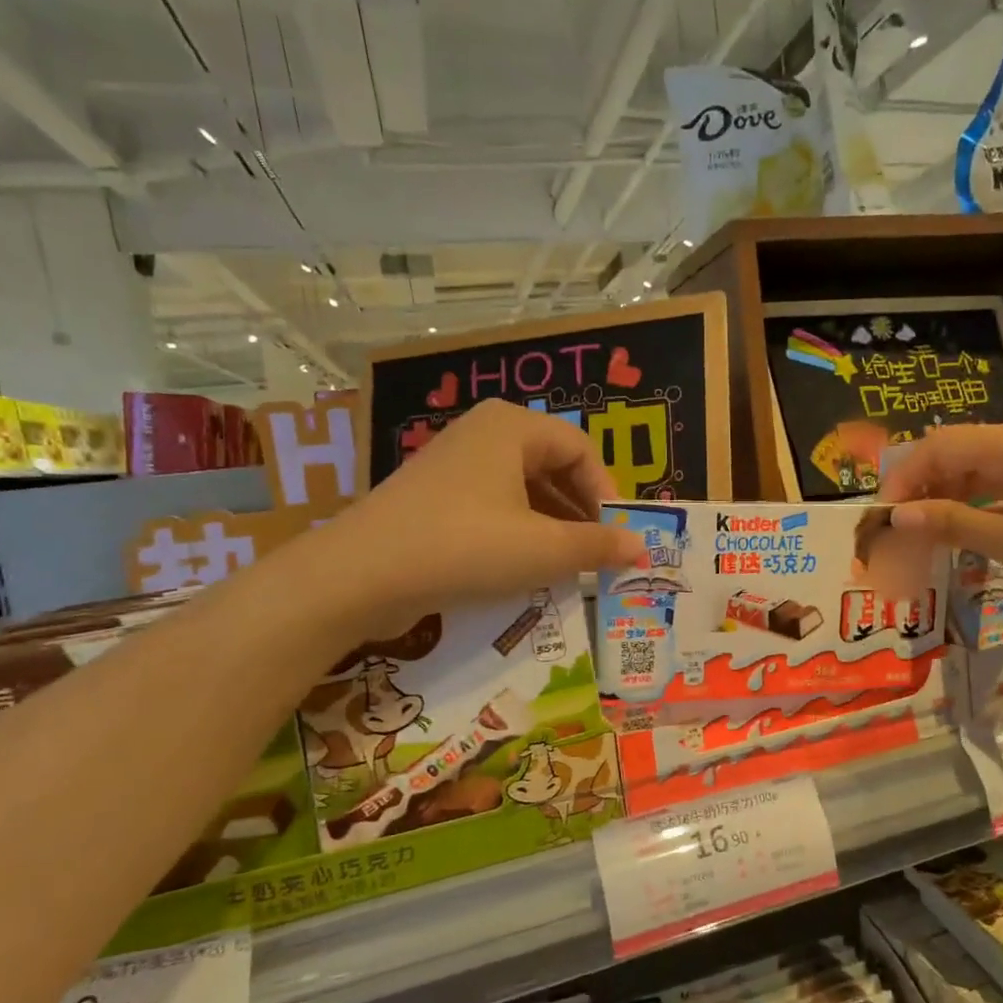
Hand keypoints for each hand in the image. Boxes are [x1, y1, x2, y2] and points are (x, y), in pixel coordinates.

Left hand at [301, 400, 641, 635]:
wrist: (360, 576)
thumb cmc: (465, 546)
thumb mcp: (543, 549)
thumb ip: (598, 546)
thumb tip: (641, 548)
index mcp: (512, 427)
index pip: (581, 449)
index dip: (607, 493)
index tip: (618, 536)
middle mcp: (483, 434)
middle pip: (552, 467)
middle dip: (581, 512)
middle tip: (597, 553)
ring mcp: (454, 464)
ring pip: (523, 490)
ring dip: (552, 527)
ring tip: (567, 567)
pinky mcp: (434, 498)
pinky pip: (493, 506)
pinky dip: (518, 533)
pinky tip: (524, 569)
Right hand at [877, 421, 1002, 618]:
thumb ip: (952, 523)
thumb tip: (899, 515)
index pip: (935, 448)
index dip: (902, 479)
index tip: (883, 519)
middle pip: (953, 455)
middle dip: (920, 489)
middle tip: (899, 531)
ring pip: (975, 472)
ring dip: (945, 500)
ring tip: (924, 537)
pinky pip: (999, 488)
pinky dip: (974, 508)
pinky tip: (963, 535)